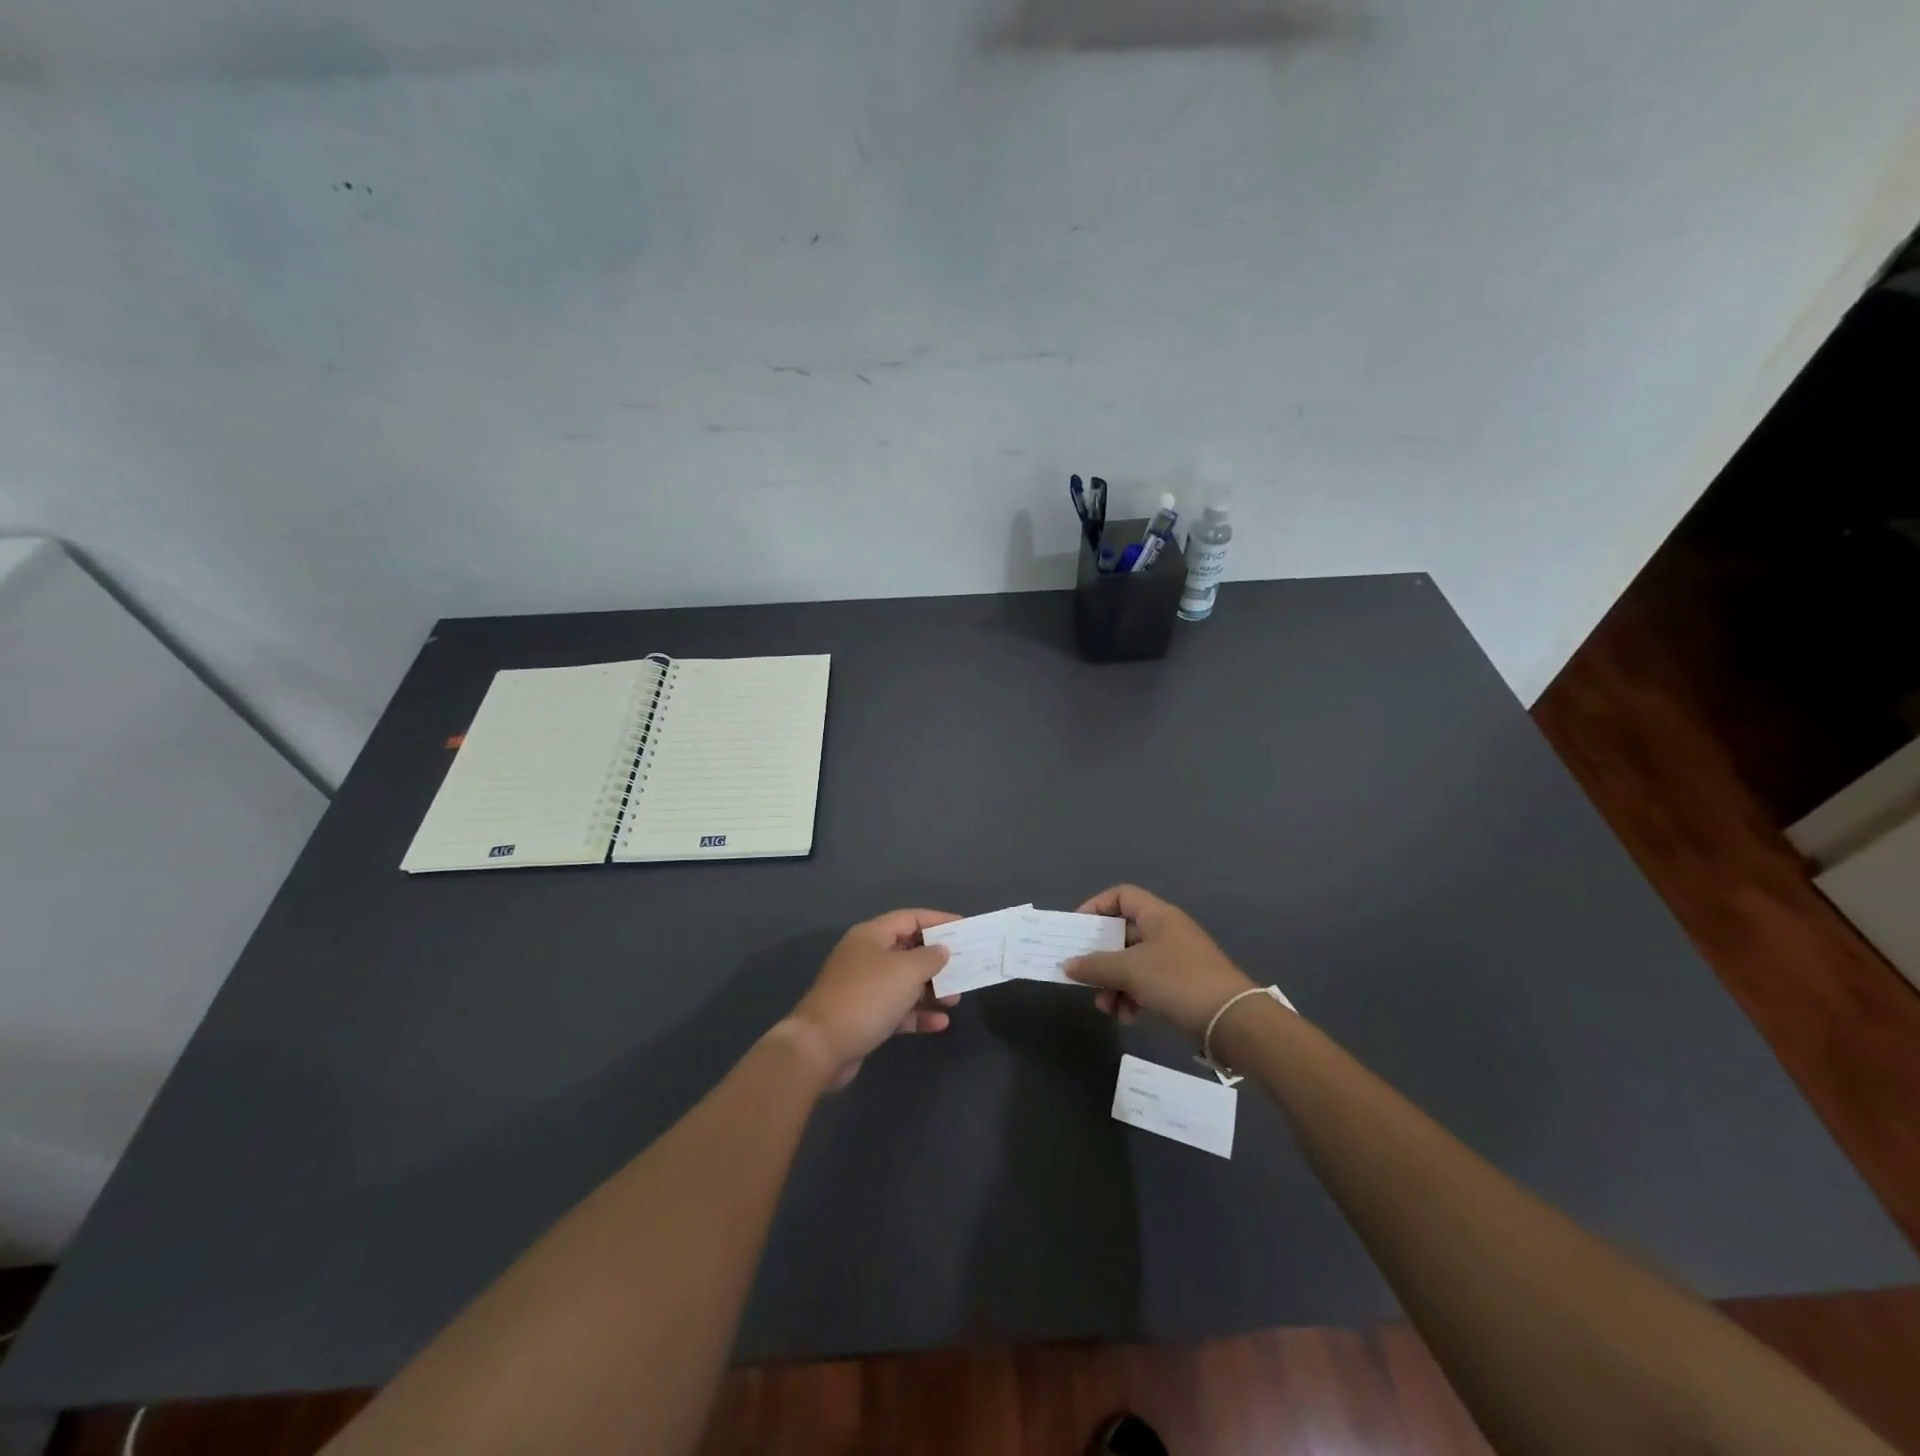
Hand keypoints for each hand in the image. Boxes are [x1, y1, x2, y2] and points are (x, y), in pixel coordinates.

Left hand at [783, 909, 961, 1087]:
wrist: (821, 1047)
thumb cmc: (867, 997)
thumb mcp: (906, 971)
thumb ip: (930, 957)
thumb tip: (941, 950)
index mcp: (871, 936)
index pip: (911, 918)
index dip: (939, 920)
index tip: (966, 928)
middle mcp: (866, 956)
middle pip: (908, 950)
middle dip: (937, 960)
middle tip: (964, 968)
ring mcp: (863, 988)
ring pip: (904, 982)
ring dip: (931, 990)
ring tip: (955, 999)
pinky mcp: (863, 1017)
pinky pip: (897, 1009)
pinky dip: (917, 1014)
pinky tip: (940, 1024)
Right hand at [1064, 885, 1254, 1039]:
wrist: (1232, 1020)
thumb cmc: (1178, 981)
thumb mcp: (1131, 971)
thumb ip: (1095, 966)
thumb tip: (1067, 965)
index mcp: (1157, 915)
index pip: (1121, 895)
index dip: (1096, 906)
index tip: (1078, 930)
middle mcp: (1166, 931)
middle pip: (1122, 934)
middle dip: (1101, 959)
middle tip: (1085, 978)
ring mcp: (1175, 959)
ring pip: (1132, 963)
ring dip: (1114, 984)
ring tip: (1107, 1008)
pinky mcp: (1181, 985)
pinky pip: (1146, 983)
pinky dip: (1132, 997)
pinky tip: (1128, 1017)